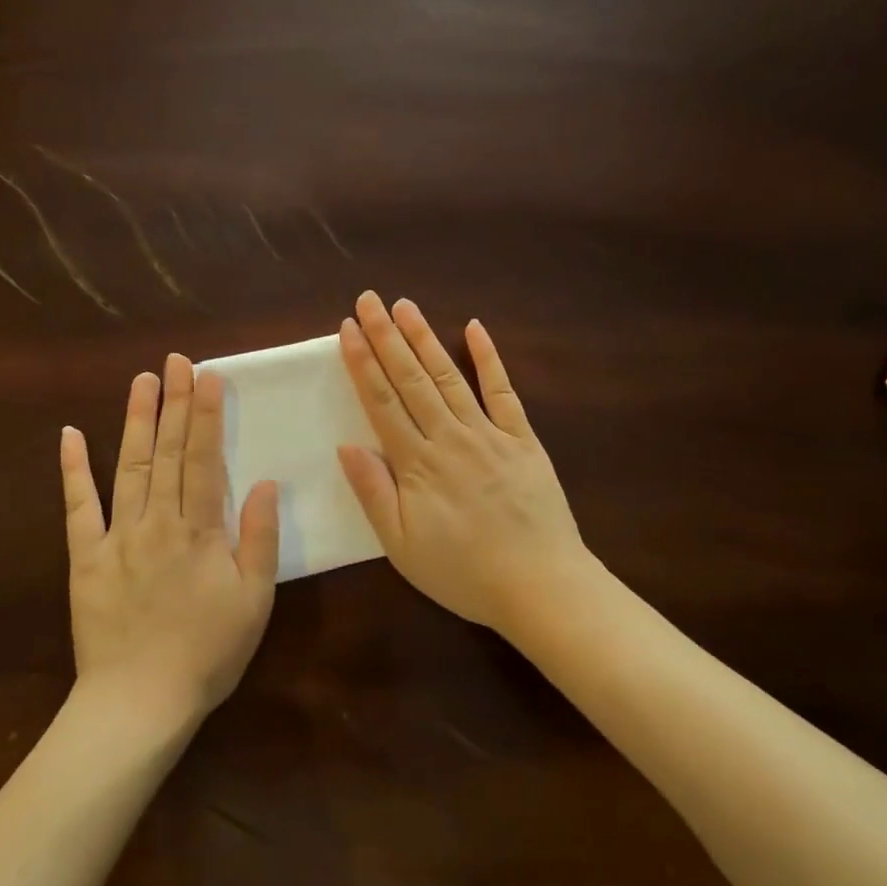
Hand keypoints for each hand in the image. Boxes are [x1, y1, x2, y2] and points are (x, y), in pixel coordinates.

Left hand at [60, 354, 280, 724]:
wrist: (140, 702)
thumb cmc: (208, 652)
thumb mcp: (255, 600)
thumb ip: (260, 538)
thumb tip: (266, 483)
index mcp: (200, 530)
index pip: (205, 458)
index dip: (206, 414)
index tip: (206, 375)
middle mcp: (157, 522)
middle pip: (168, 452)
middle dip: (173, 402)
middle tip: (175, 360)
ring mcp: (117, 536)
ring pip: (129, 468)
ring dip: (135, 421)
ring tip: (140, 381)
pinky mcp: (85, 558)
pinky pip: (78, 508)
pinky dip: (73, 470)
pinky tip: (70, 435)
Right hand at [337, 291, 591, 636]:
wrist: (540, 586)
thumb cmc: (463, 572)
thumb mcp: (402, 546)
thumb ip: (374, 492)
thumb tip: (346, 445)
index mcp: (417, 464)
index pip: (382, 401)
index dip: (362, 363)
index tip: (347, 328)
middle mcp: (450, 437)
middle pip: (411, 379)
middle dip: (387, 336)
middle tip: (369, 299)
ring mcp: (489, 433)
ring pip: (450, 376)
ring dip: (425, 338)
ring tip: (405, 306)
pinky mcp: (523, 439)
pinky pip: (504, 392)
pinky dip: (490, 358)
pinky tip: (475, 328)